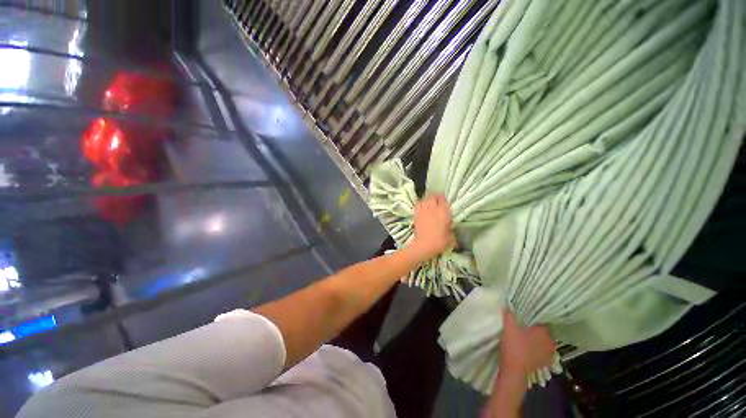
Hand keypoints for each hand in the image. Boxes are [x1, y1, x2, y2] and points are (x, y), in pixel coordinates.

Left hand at [409, 193, 454, 261]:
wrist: (425, 245)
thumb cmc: (440, 241)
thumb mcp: (451, 236)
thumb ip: (451, 228)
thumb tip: (450, 227)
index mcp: (444, 212)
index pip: (442, 198)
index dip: (442, 197)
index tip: (443, 200)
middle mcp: (433, 208)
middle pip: (432, 196)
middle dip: (434, 196)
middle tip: (436, 200)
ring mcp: (424, 210)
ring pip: (424, 199)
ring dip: (427, 199)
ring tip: (429, 202)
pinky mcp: (416, 214)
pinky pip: (418, 204)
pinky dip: (420, 203)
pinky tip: (422, 206)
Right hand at [499, 309, 555, 378]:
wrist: (514, 371)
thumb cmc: (514, 346)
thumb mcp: (508, 326)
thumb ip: (509, 315)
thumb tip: (507, 305)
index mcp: (544, 332)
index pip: (541, 320)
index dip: (532, 317)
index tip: (524, 315)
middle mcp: (550, 343)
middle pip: (542, 332)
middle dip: (534, 329)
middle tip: (523, 324)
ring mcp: (548, 355)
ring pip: (542, 342)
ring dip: (535, 340)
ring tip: (524, 336)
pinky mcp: (543, 364)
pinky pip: (540, 352)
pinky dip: (535, 350)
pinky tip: (526, 348)